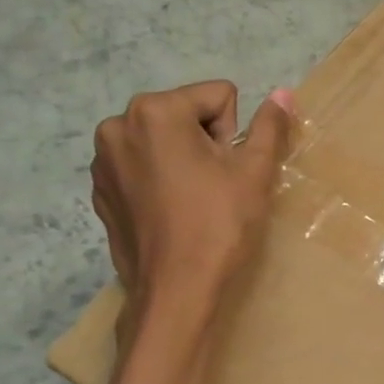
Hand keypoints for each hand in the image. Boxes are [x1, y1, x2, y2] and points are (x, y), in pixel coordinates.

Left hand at [91, 82, 293, 312]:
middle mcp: (118, 125)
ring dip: (181, 159)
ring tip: (191, 200)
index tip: (225, 171)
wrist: (175, 291)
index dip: (233, 134)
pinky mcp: (99, 189)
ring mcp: (102, 159)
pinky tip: (169, 212)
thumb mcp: (254, 172)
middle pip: (186, 114)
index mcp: (155, 111)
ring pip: (163, 140)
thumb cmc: (218, 226)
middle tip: (212, 187)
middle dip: (205, 142)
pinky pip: (141, 165)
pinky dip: (158, 179)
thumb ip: (269, 126)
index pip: (218, 97)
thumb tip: (284, 92)